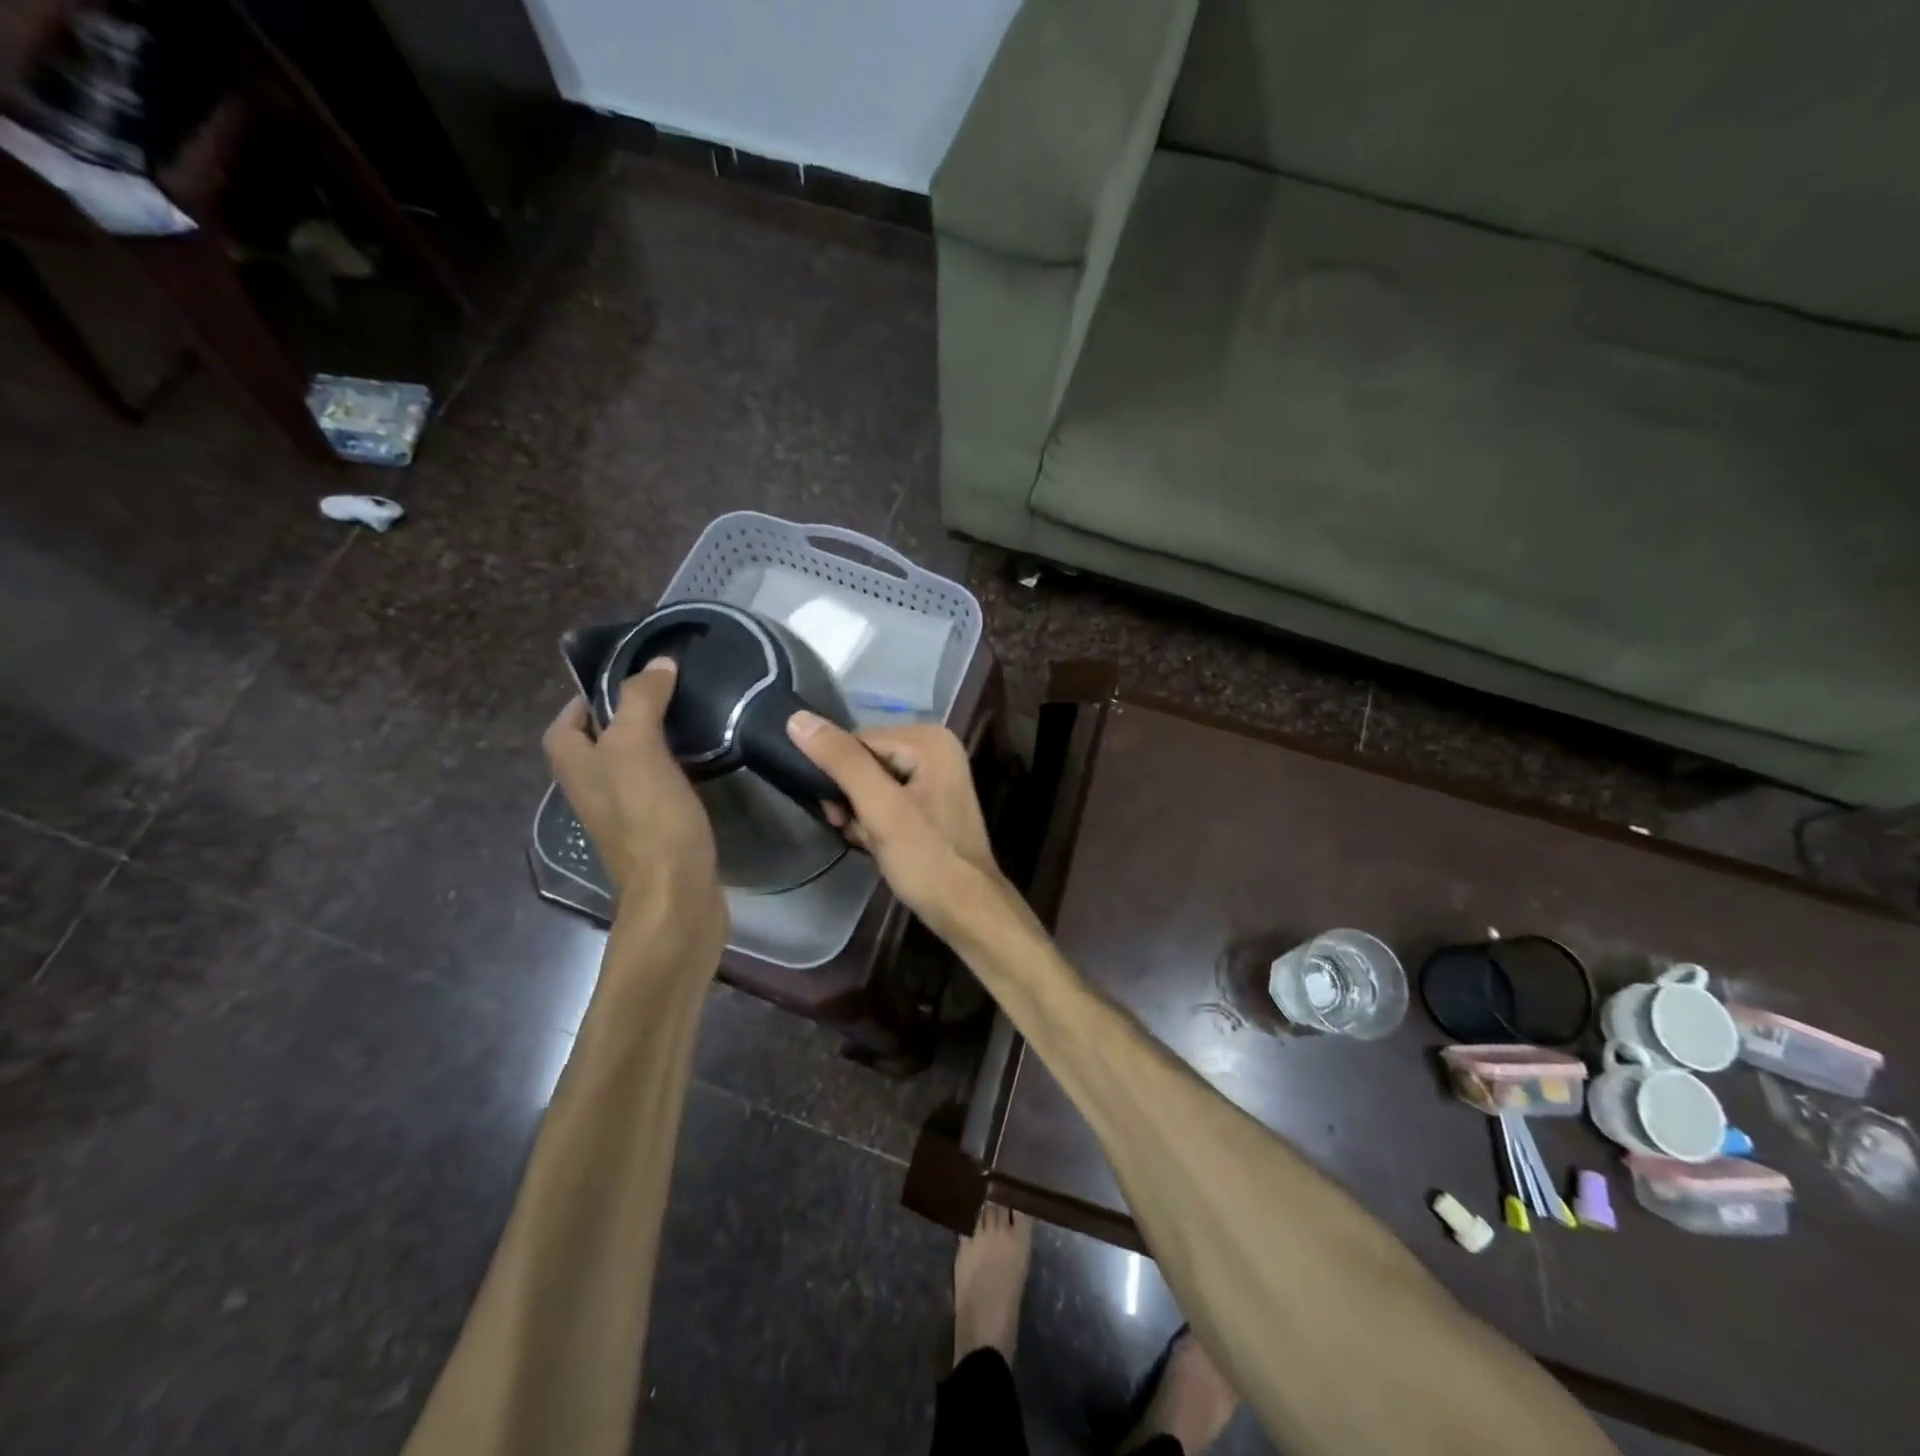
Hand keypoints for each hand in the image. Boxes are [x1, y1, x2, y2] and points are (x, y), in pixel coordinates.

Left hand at [543, 659, 722, 920]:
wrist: (677, 898)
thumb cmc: (650, 821)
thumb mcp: (638, 749)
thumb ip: (642, 702)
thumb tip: (657, 664)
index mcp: (578, 769)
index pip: (564, 724)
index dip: (585, 700)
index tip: (627, 680)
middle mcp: (593, 793)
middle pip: (597, 746)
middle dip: (623, 719)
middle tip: (666, 697)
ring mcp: (625, 818)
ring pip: (629, 769)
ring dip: (651, 746)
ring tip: (688, 723)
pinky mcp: (657, 836)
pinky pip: (656, 793)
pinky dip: (672, 775)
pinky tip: (702, 768)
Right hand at [785, 714, 1001, 933]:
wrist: (966, 910)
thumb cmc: (926, 859)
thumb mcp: (880, 808)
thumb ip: (841, 761)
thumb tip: (797, 718)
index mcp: (929, 738)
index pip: (857, 740)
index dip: (838, 776)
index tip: (836, 813)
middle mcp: (935, 747)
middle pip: (864, 761)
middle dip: (851, 798)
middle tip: (854, 830)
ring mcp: (935, 775)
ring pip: (871, 783)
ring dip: (859, 814)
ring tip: (868, 840)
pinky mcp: (930, 801)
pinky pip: (886, 799)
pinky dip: (874, 821)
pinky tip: (877, 844)